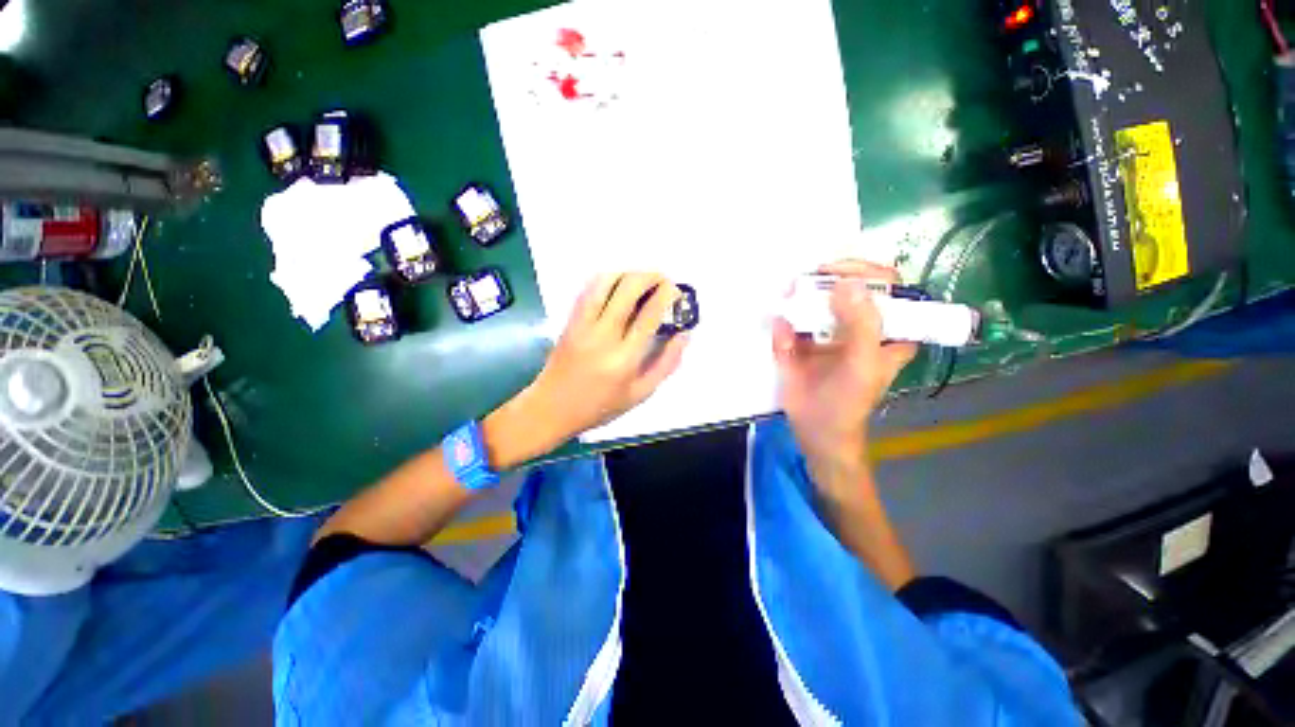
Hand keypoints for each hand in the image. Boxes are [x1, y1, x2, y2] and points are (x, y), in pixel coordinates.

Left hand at [486, 272, 688, 467]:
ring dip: (627, 273)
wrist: (552, 408)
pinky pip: (588, 290)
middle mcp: (603, 336)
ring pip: (605, 282)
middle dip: (650, 276)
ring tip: (641, 282)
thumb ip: (666, 363)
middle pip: (628, 289)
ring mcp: (582, 325)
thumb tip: (684, 334)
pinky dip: (607, 279)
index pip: (649, 314)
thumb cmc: (600, 406)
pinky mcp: (570, 321)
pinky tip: (618, 285)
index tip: (676, 291)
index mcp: (624, 359)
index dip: (666, 295)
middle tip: (662, 281)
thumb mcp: (641, 393)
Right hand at [772, 260, 916, 492]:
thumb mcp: (862, 364)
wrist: (814, 432)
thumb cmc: (848, 402)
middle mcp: (858, 325)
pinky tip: (780, 324)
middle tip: (806, 280)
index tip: (838, 273)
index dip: (866, 272)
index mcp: (886, 330)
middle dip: (826, 280)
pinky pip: (791, 323)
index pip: (887, 287)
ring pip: (816, 302)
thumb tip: (846, 283)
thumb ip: (862, 325)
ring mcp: (827, 332)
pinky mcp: (801, 342)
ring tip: (789, 294)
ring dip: (801, 295)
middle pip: (847, 288)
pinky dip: (783, 321)